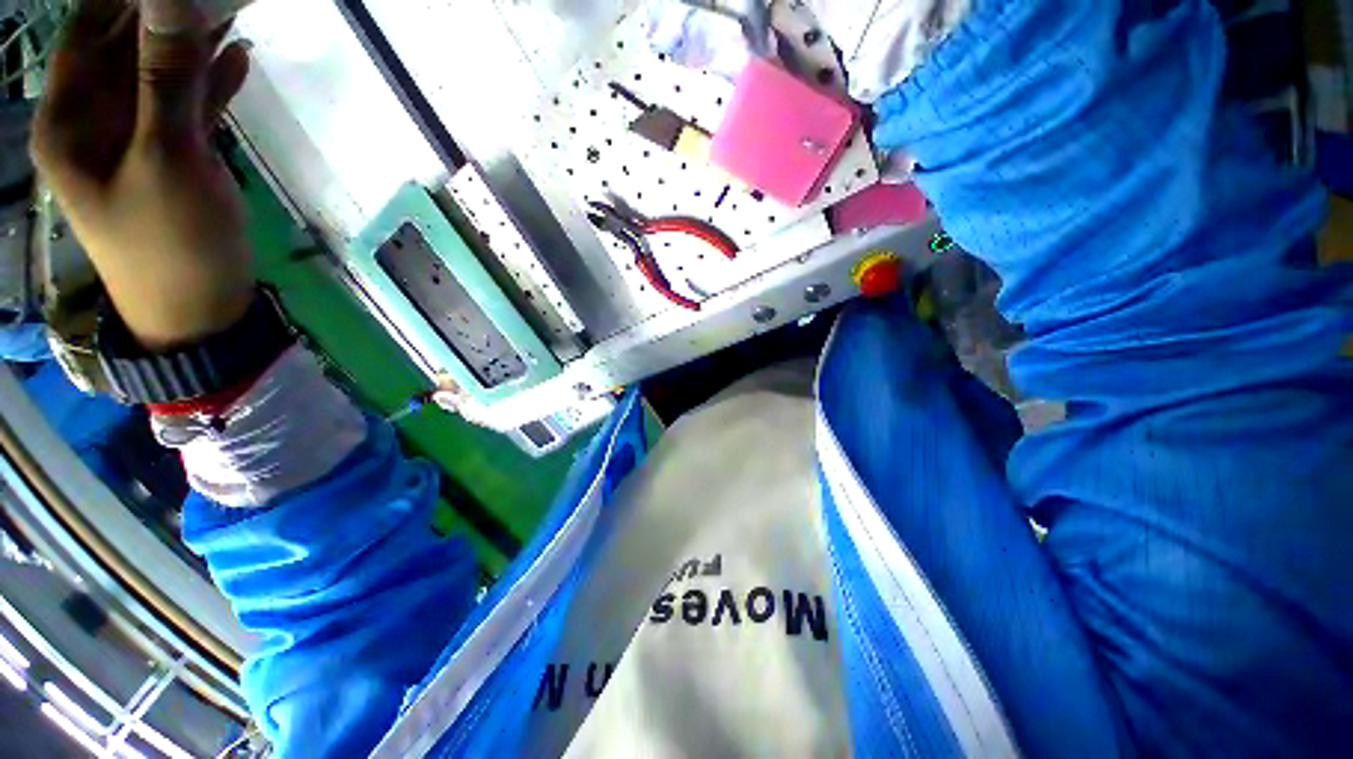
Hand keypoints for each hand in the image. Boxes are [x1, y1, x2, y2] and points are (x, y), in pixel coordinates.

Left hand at [31, 0, 252, 349]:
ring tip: (235, 9)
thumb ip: (165, 79)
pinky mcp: (171, 155)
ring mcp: (134, 137)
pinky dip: (211, 81)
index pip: (88, 30)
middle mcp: (94, 119)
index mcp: (69, 119)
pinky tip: (237, 57)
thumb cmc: (171, 244)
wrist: (201, 308)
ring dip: (195, 43)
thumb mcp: (166, 161)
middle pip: (126, 46)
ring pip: (161, 72)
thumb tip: (173, 0)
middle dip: (168, 13)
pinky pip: (187, 104)